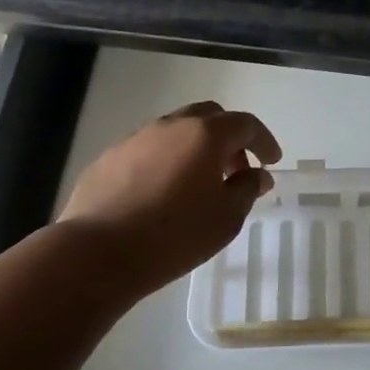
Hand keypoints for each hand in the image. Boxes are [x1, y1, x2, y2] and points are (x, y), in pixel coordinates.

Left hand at [59, 101, 281, 297]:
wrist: (98, 252)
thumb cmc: (174, 235)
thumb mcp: (226, 218)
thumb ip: (246, 189)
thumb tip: (256, 174)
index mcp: (204, 134)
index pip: (245, 124)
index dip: (264, 140)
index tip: (271, 161)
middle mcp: (171, 125)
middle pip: (208, 117)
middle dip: (229, 138)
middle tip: (236, 169)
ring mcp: (136, 138)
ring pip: (175, 131)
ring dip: (195, 149)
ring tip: (199, 184)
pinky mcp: (109, 157)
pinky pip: (148, 150)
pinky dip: (165, 161)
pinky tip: (162, 193)